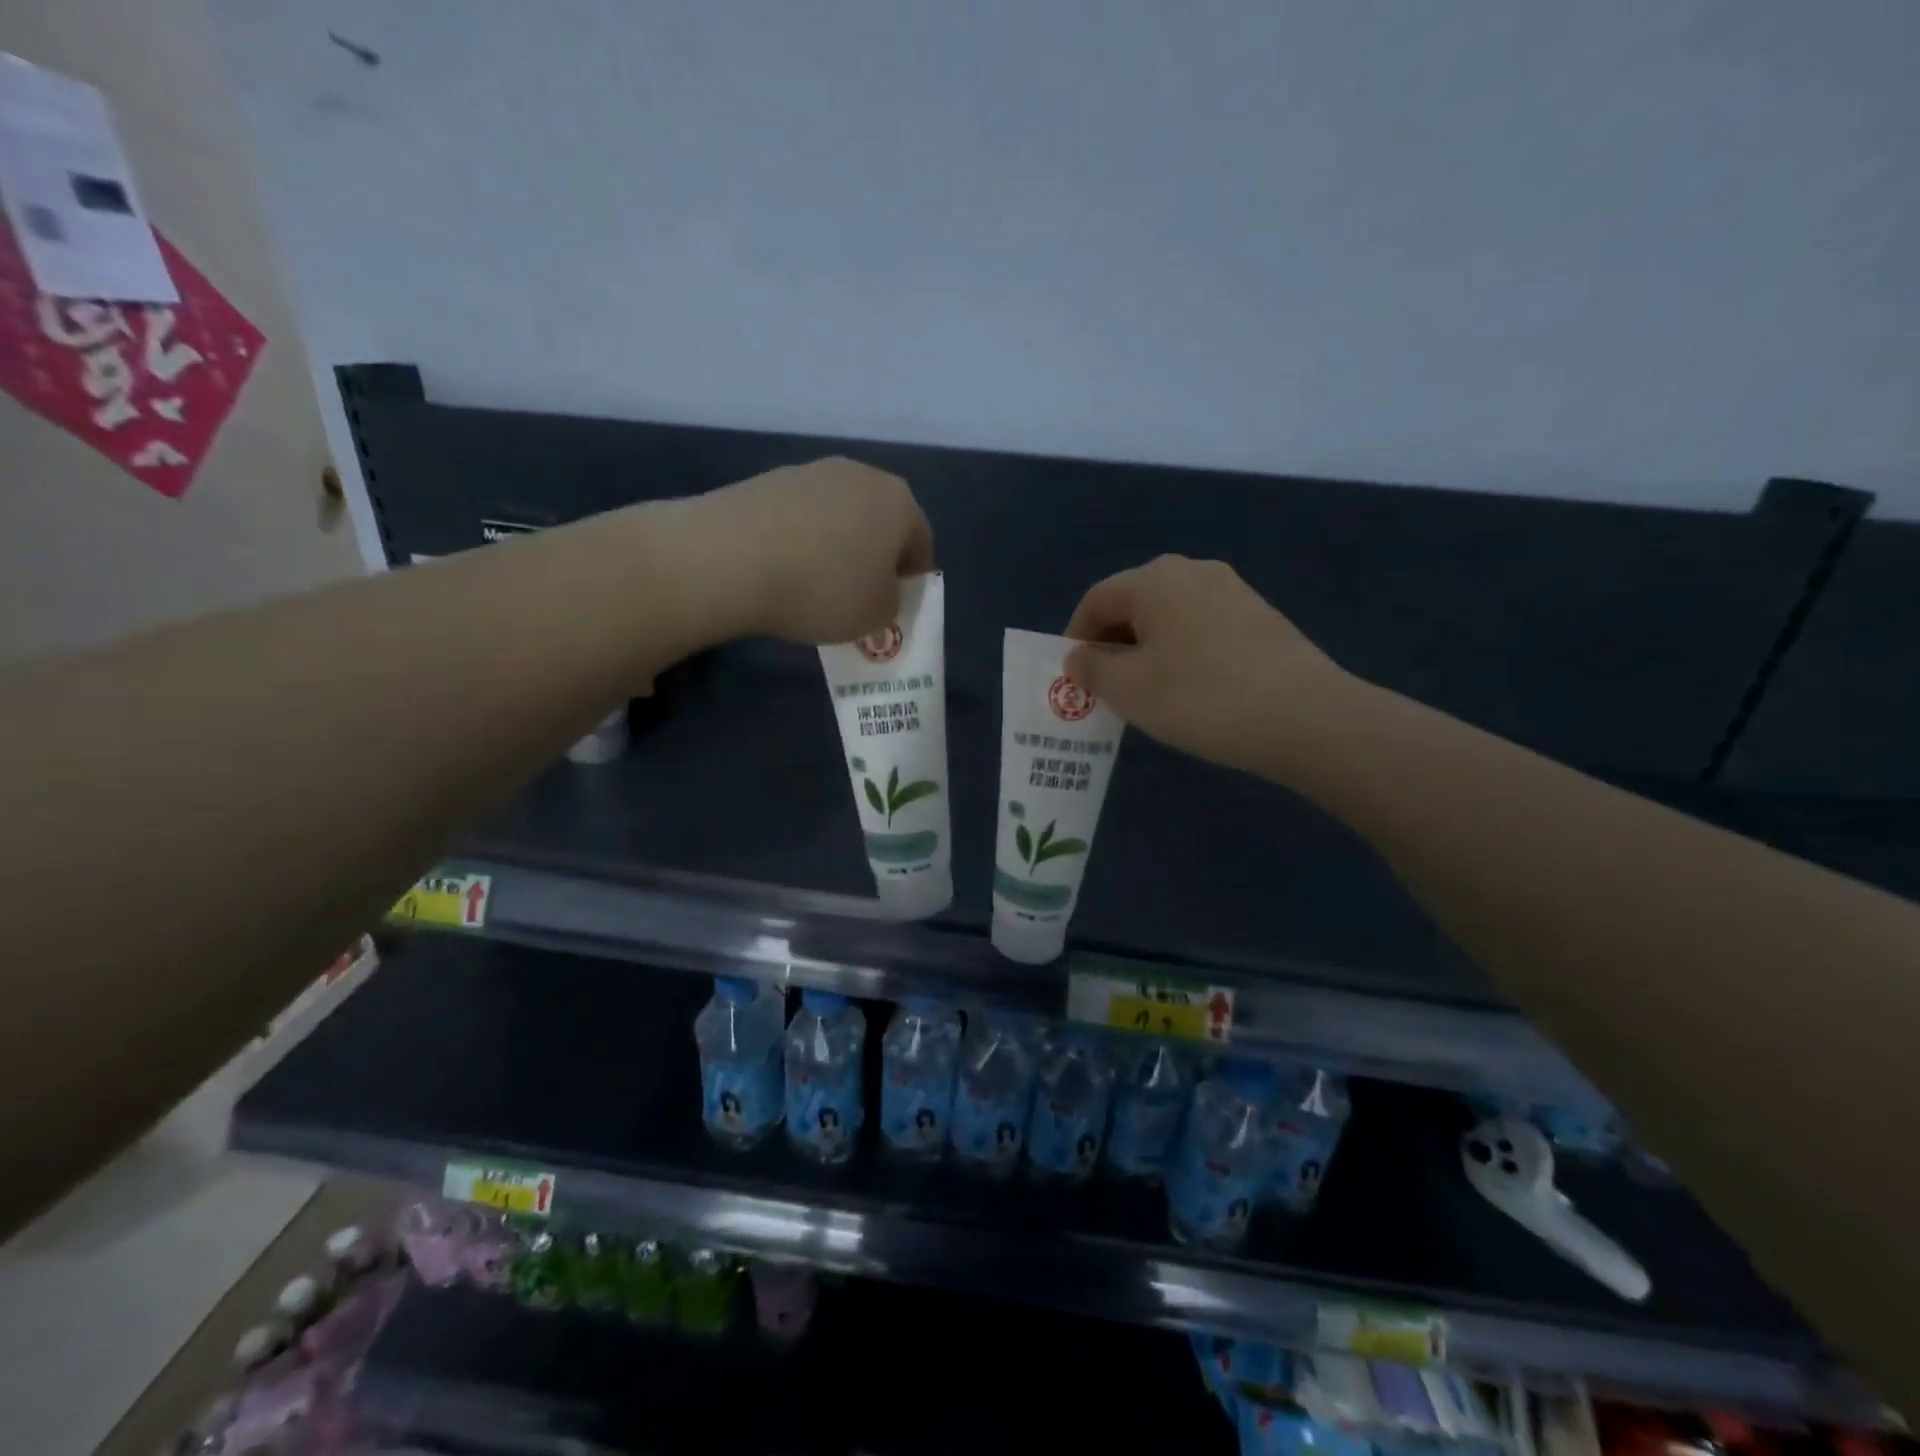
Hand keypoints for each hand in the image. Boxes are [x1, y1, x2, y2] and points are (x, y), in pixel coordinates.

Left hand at [684, 458, 933, 643]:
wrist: (729, 558)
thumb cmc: (823, 589)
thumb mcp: (876, 616)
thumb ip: (891, 602)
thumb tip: (878, 589)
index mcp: (900, 502)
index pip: (921, 543)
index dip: (912, 580)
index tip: (896, 607)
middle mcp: (861, 475)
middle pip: (879, 523)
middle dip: (874, 558)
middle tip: (859, 597)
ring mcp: (811, 471)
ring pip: (838, 517)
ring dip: (835, 548)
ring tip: (815, 587)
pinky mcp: (768, 479)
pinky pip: (799, 518)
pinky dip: (799, 542)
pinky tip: (782, 572)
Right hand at [1063, 555, 1352, 776]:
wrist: (1304, 717)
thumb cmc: (1200, 698)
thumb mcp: (1128, 689)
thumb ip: (1091, 668)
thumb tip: (1079, 656)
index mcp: (1154, 579)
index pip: (1096, 600)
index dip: (1075, 638)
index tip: (1074, 679)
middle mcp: (1193, 570)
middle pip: (1133, 604)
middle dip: (1112, 645)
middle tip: (1108, 690)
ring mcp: (1233, 590)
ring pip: (1169, 618)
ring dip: (1147, 651)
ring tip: (1149, 695)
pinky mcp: (1260, 616)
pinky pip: (1201, 629)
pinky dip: (1182, 653)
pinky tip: (1192, 691)